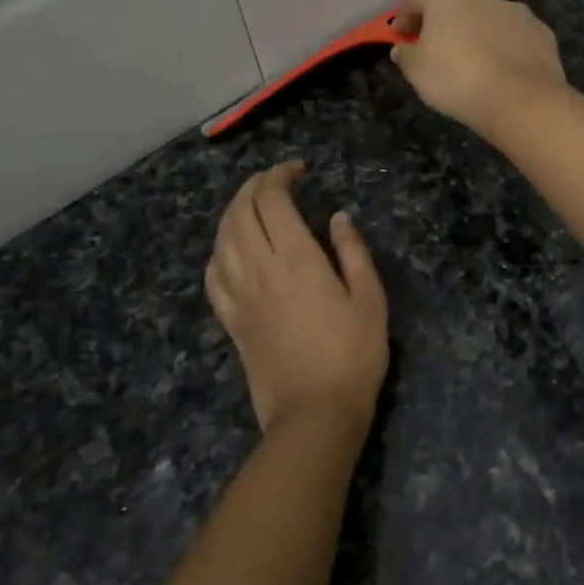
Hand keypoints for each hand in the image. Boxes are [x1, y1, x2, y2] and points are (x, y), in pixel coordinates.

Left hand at [205, 161, 388, 438]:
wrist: (314, 414)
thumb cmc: (353, 355)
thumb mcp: (370, 299)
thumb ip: (353, 253)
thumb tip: (338, 217)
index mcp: (297, 260)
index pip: (273, 201)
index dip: (280, 176)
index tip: (298, 170)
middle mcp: (261, 270)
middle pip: (241, 213)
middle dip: (254, 186)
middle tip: (275, 179)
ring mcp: (240, 297)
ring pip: (222, 239)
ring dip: (233, 212)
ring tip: (252, 204)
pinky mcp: (232, 322)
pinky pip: (213, 276)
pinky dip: (218, 251)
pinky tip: (230, 249)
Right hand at [390, 0, 567, 139]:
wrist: (521, 100)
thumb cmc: (457, 80)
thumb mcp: (417, 72)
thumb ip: (406, 55)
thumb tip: (403, 48)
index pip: (416, 0)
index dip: (403, 17)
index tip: (399, 36)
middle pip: (454, 4)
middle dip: (443, 22)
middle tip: (435, 44)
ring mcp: (515, 10)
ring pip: (488, 16)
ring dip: (476, 30)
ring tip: (472, 56)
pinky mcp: (540, 30)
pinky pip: (513, 34)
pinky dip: (504, 44)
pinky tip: (502, 65)